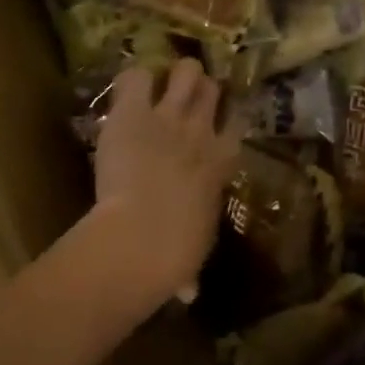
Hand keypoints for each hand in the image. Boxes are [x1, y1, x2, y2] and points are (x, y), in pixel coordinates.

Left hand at [92, 59, 244, 306]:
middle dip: (199, 89)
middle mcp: (203, 129)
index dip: (225, 118)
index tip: (214, 122)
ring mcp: (169, 115)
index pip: (237, 122)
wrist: (145, 234)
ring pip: (185, 70)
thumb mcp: (194, 252)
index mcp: (223, 160)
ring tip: (159, 85)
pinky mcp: (134, 111)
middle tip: (181, 100)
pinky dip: (133, 81)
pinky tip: (128, 93)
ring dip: (174, 75)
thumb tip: (189, 293)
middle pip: (211, 88)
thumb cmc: (178, 251)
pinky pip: (137, 75)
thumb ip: (190, 263)